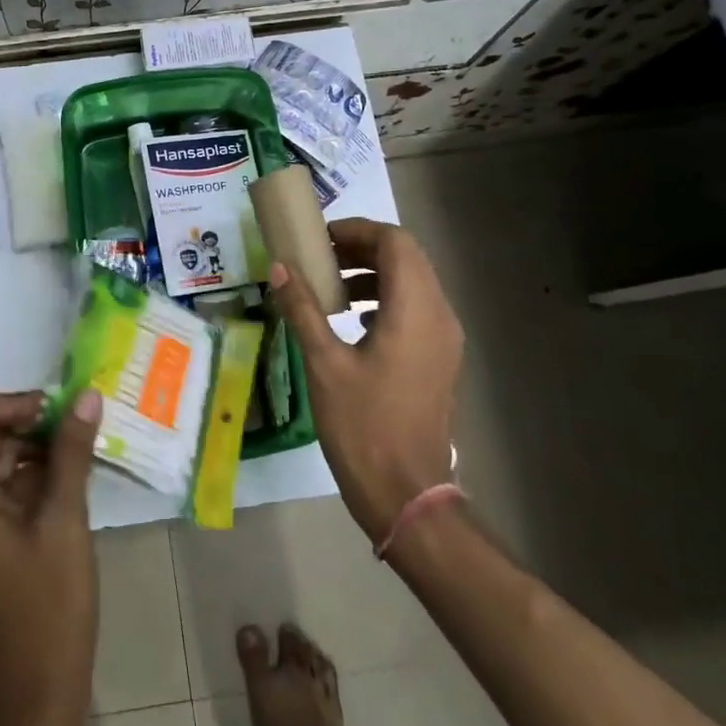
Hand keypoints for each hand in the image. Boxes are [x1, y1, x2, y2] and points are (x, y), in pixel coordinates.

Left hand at [0, 387, 102, 725]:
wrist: (26, 709)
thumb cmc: (46, 612)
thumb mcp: (64, 522)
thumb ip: (71, 452)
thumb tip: (87, 396)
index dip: (14, 402)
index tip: (58, 418)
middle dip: (29, 425)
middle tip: (79, 434)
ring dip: (32, 452)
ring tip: (81, 460)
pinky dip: (26, 481)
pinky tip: (67, 488)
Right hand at [267, 218, 461, 541]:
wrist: (406, 495)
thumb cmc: (363, 426)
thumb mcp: (324, 364)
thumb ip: (303, 308)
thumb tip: (279, 267)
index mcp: (415, 310)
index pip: (395, 242)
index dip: (357, 231)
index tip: (320, 240)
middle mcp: (439, 315)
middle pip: (408, 257)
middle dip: (364, 248)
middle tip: (321, 258)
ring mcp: (445, 339)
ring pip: (415, 282)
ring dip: (375, 272)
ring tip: (332, 286)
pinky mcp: (441, 359)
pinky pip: (417, 308)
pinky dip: (387, 298)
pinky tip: (354, 319)